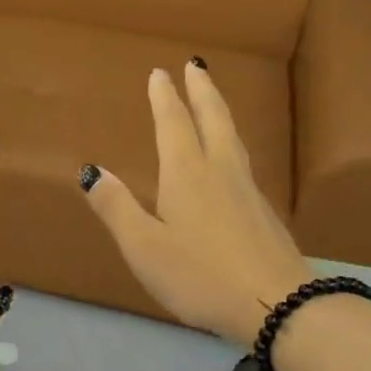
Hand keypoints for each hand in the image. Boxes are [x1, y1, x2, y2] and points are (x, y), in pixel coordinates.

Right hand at [81, 64, 309, 346]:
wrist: (279, 305)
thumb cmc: (200, 275)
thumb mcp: (144, 247)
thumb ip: (117, 208)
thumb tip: (91, 170)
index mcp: (187, 174)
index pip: (174, 124)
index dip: (165, 97)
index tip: (160, 72)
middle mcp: (220, 172)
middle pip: (213, 119)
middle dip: (202, 90)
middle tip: (196, 65)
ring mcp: (247, 191)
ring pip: (233, 138)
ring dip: (219, 112)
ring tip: (212, 101)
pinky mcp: (264, 212)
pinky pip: (242, 161)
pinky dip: (231, 142)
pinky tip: (229, 159)